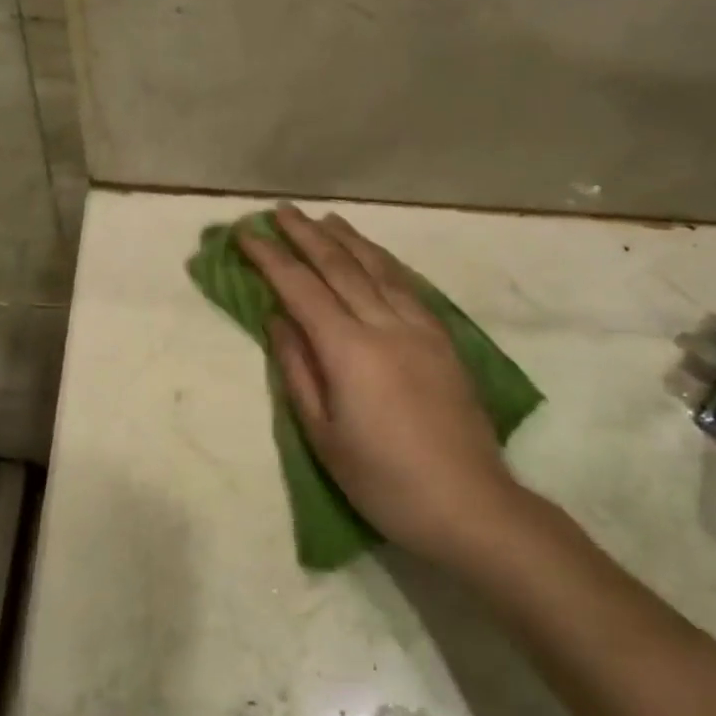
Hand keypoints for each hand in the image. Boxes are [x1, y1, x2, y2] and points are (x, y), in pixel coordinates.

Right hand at [239, 206, 528, 569]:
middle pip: (340, 267)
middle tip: (279, 211)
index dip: (270, 258)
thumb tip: (277, 319)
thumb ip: (297, 369)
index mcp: (349, 350)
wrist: (469, 504)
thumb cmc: (383, 479)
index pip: (300, 289)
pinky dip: (383, 261)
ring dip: (347, 239)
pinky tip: (374, 254)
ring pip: (378, 268)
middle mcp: (386, 325)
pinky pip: (407, 285)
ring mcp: (421, 328)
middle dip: (305, 235)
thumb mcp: (323, 434)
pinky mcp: (444, 339)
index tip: (246, 233)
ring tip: (323, 219)